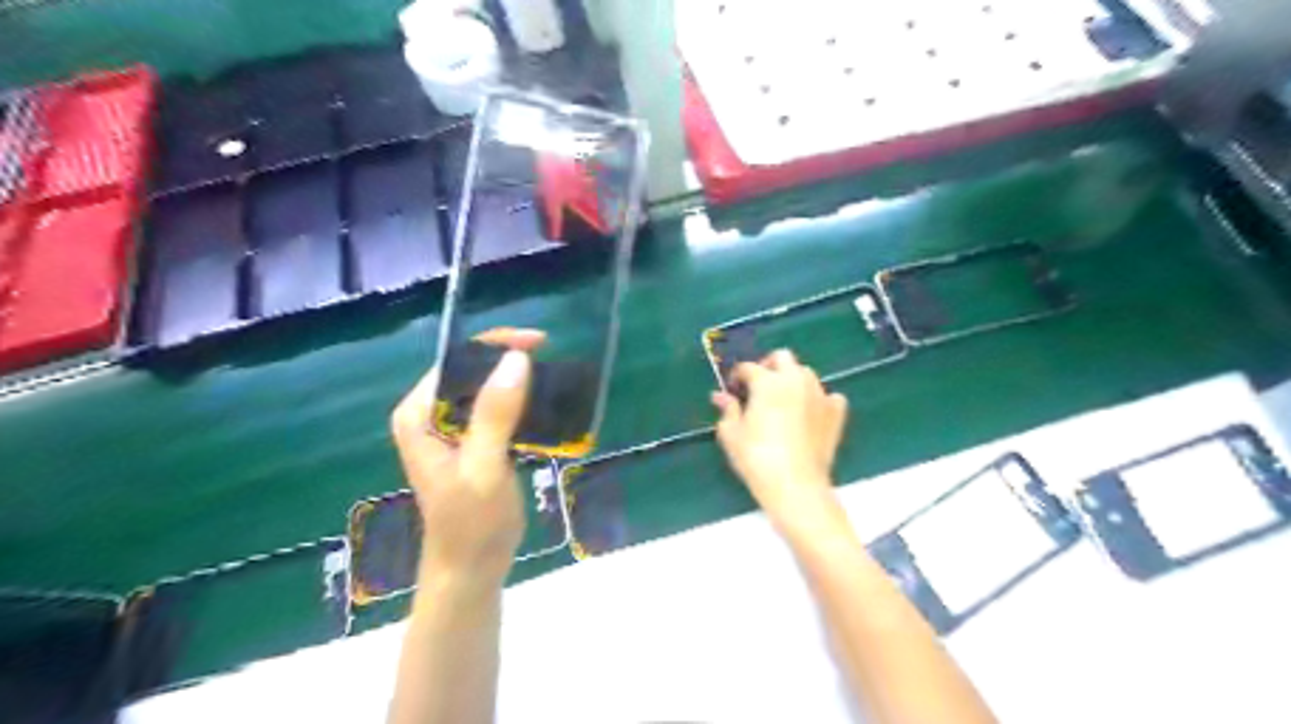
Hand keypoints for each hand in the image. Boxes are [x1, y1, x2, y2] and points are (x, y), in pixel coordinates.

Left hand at [384, 328, 541, 582]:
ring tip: (554, 379)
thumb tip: (516, 359)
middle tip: (552, 360)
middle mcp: (429, 414)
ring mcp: (450, 429)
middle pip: (472, 370)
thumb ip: (495, 414)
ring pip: (487, 389)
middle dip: (510, 361)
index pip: (456, 361)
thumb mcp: (484, 466)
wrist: (472, 569)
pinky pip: (497, 410)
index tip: (539, 344)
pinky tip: (545, 406)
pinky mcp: (472, 442)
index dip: (496, 346)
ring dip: (519, 382)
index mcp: (419, 414)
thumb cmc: (472, 523)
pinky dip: (521, 404)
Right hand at [710, 348, 853, 540]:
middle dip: (768, 366)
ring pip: (806, 373)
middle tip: (758, 387)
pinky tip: (810, 413)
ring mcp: (820, 394)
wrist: (796, 486)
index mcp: (767, 382)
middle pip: (783, 357)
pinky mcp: (836, 413)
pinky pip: (829, 396)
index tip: (733, 390)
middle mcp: (795, 380)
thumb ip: (727, 410)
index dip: (737, 376)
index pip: (749, 367)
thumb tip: (721, 396)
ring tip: (783, 401)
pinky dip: (819, 399)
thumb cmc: (757, 459)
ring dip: (792, 379)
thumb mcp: (731, 435)